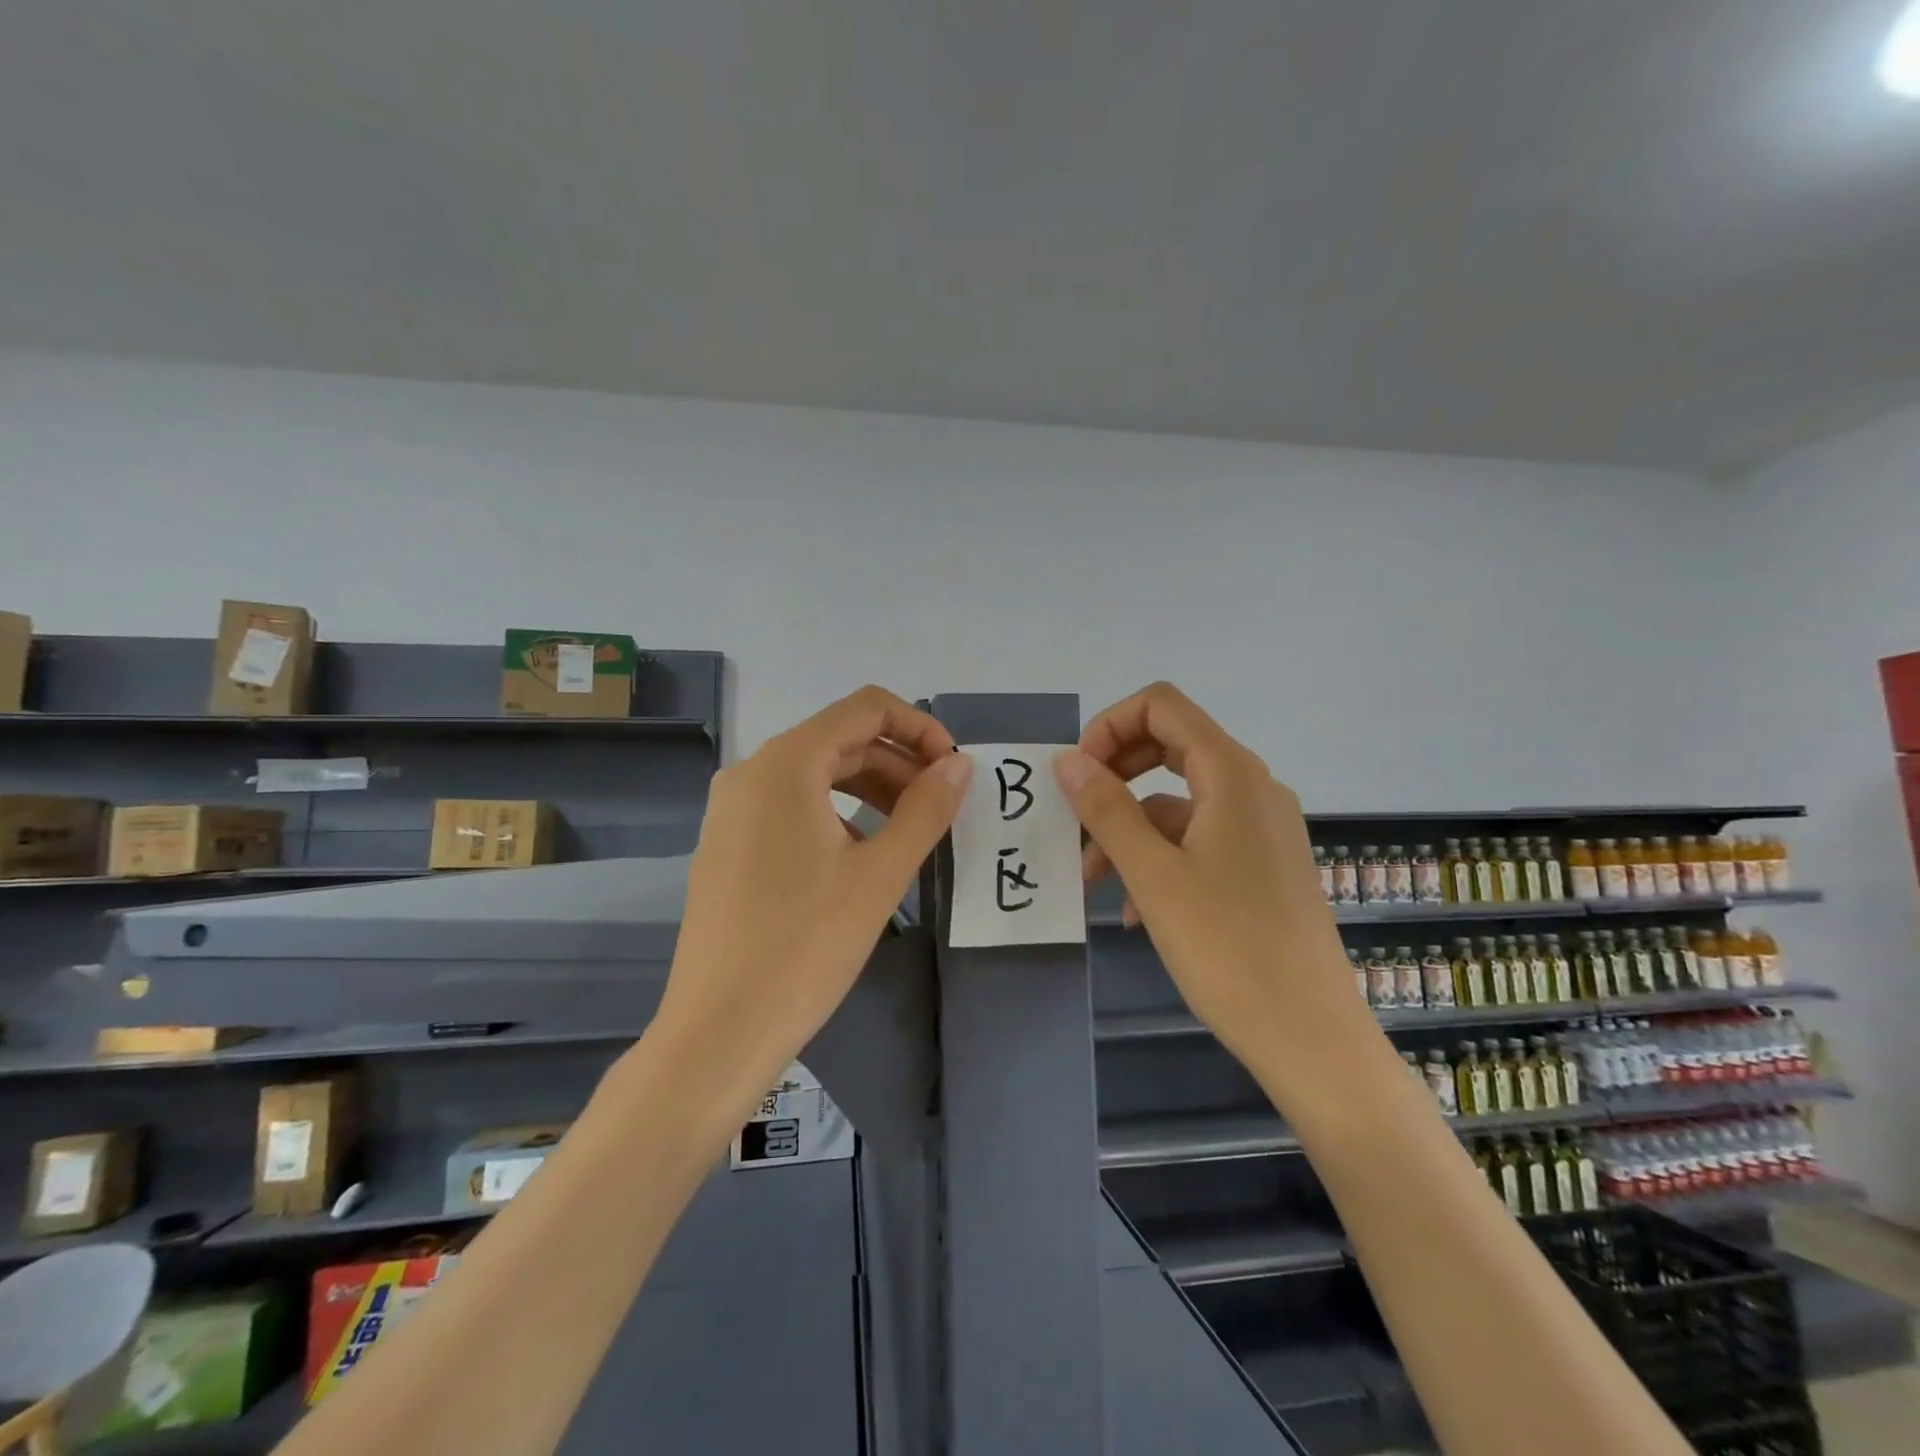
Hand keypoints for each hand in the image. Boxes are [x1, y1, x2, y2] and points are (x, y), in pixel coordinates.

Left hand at [651, 686, 973, 1108]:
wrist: (718, 1032)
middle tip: (941, 806)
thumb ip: (926, 809)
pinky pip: (790, 806)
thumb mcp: (880, 874)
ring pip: (816, 775)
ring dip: (870, 789)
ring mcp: (732, 810)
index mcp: (785, 764)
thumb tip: (959, 765)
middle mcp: (751, 772)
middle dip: (898, 763)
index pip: (865, 708)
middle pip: (840, 740)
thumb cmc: (806, 946)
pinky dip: (836, 813)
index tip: (954, 768)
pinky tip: (860, 855)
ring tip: (909, 830)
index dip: (919, 727)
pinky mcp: (727, 844)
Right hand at [1052, 683, 1358, 1066]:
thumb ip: (1107, 809)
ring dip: (1129, 827)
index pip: (1162, 706)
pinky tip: (1133, 910)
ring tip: (1091, 879)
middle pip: (1170, 746)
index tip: (1077, 775)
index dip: (1110, 727)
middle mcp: (1252, 788)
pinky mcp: (1262, 865)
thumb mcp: (1153, 876)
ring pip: (1178, 801)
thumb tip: (1068, 760)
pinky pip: (1198, 839)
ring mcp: (1261, 827)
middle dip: (1114, 775)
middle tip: (1075, 815)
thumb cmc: (1228, 949)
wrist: (1310, 1036)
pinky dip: (1159, 857)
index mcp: (1231, 774)